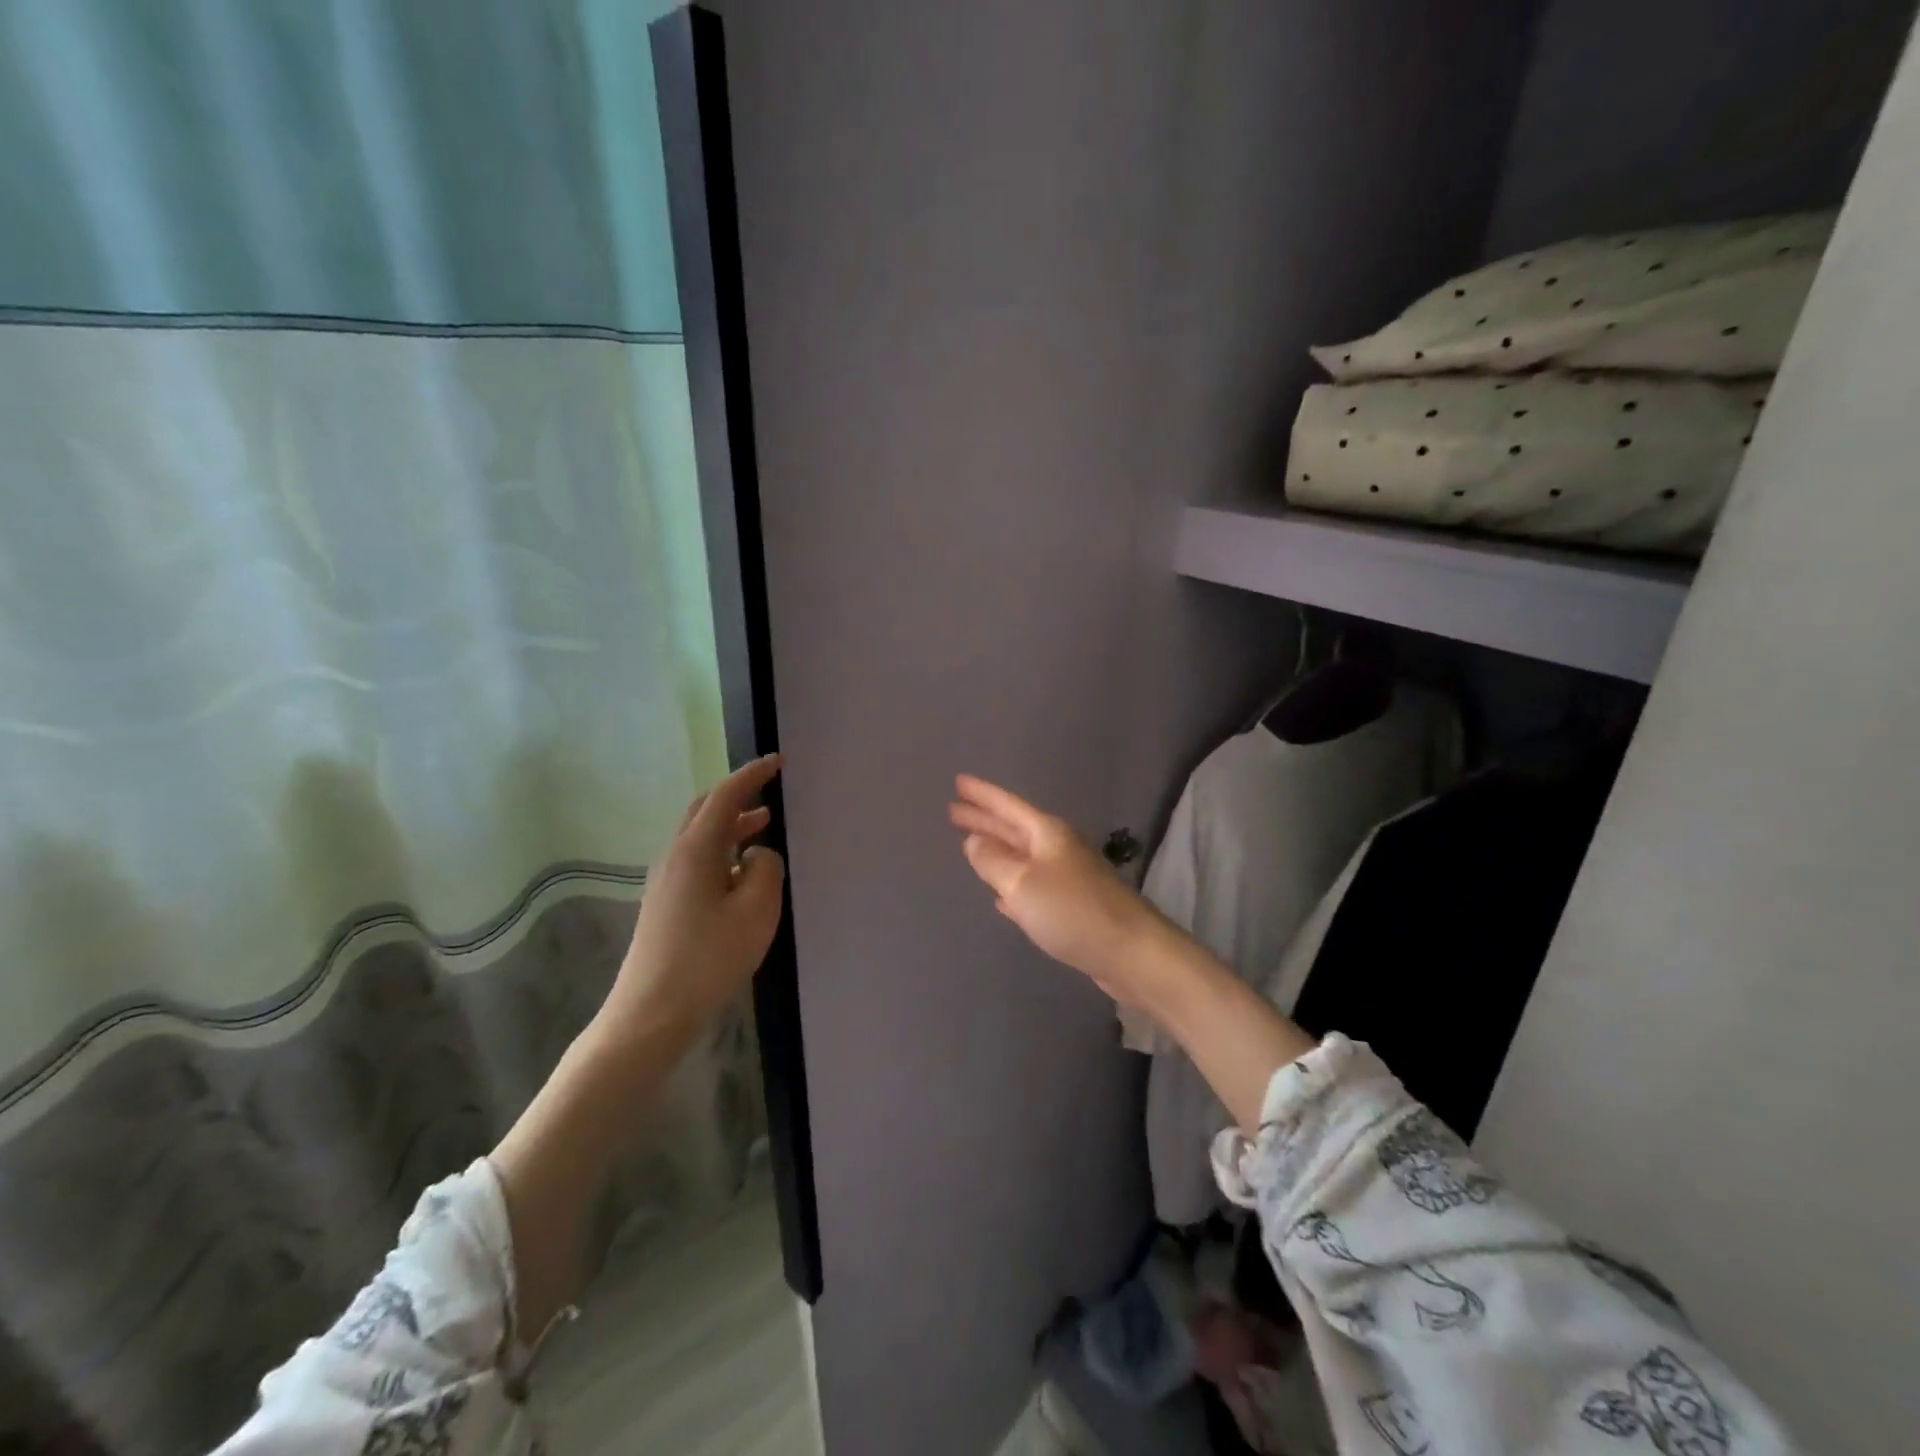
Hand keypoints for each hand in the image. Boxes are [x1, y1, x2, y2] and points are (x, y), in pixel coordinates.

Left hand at [598, 755, 786, 1048]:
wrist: (651, 1013)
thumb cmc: (709, 958)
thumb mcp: (755, 910)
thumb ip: (766, 869)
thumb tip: (757, 853)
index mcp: (696, 849)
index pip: (726, 795)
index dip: (753, 774)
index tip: (778, 761)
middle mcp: (674, 856)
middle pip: (705, 810)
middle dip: (737, 795)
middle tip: (769, 790)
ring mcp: (664, 880)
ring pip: (699, 835)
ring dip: (731, 824)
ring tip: (763, 827)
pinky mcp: (664, 903)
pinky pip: (696, 859)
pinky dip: (722, 849)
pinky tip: (740, 872)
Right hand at [948, 774, 1169, 1006]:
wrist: (1130, 952)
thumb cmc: (1072, 911)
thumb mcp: (1022, 883)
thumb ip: (993, 861)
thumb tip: (974, 841)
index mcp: (1047, 834)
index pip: (1007, 805)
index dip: (982, 794)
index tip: (958, 781)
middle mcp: (1057, 849)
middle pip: (1013, 828)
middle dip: (984, 819)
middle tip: (953, 810)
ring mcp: (1065, 878)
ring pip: (1021, 858)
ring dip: (996, 851)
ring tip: (970, 845)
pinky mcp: (1070, 908)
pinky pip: (1031, 888)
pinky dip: (1012, 886)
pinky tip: (1000, 897)